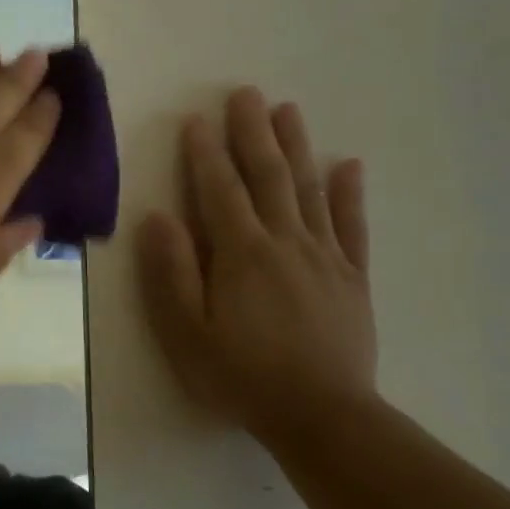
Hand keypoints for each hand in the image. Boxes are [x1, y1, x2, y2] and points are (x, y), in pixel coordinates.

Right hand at [138, 87, 376, 443]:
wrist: (321, 416)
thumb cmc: (241, 375)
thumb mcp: (186, 331)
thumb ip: (171, 272)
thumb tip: (157, 217)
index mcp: (241, 253)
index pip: (219, 190)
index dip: (206, 153)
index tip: (197, 119)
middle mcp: (285, 242)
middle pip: (267, 176)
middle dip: (253, 133)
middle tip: (246, 93)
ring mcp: (324, 257)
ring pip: (308, 190)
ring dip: (296, 147)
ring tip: (288, 110)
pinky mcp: (352, 278)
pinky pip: (352, 226)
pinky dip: (349, 194)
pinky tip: (347, 166)